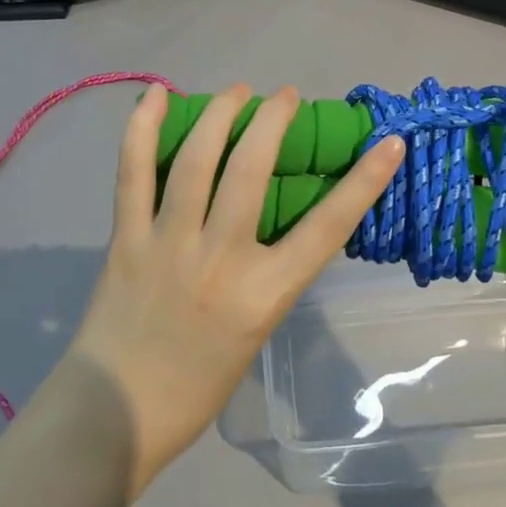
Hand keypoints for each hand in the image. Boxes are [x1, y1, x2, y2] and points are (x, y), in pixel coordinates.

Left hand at [68, 84, 405, 500]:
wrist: (116, 414)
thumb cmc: (197, 387)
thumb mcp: (256, 330)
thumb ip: (267, 274)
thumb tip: (271, 222)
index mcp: (264, 294)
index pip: (327, 227)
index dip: (365, 181)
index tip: (389, 144)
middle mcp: (221, 260)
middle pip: (252, 169)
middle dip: (274, 120)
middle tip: (285, 96)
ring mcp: (169, 244)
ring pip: (196, 160)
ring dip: (220, 113)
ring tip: (238, 91)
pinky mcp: (126, 238)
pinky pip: (133, 172)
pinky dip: (142, 128)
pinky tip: (155, 94)